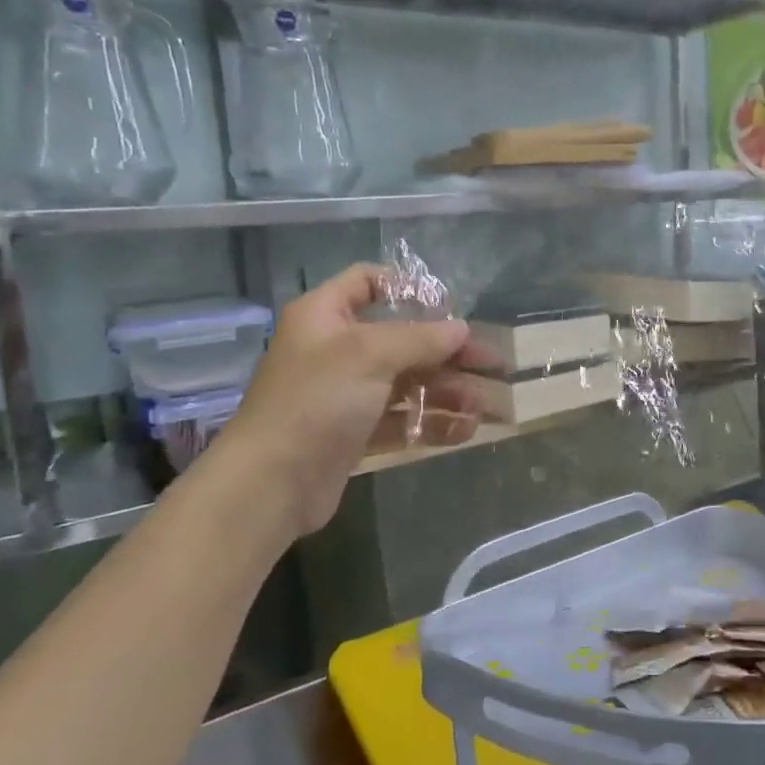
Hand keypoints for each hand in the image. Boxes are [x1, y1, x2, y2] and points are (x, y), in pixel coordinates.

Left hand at [209, 265, 479, 542]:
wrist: (272, 482)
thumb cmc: (317, 401)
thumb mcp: (370, 354)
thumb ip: (421, 338)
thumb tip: (461, 328)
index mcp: (327, 316)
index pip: (369, 282)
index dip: (410, 288)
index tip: (450, 307)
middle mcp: (336, 350)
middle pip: (402, 339)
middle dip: (448, 352)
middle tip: (492, 364)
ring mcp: (346, 395)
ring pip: (407, 383)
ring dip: (448, 391)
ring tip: (485, 405)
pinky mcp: (356, 434)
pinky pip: (402, 420)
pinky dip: (432, 423)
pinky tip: (465, 430)